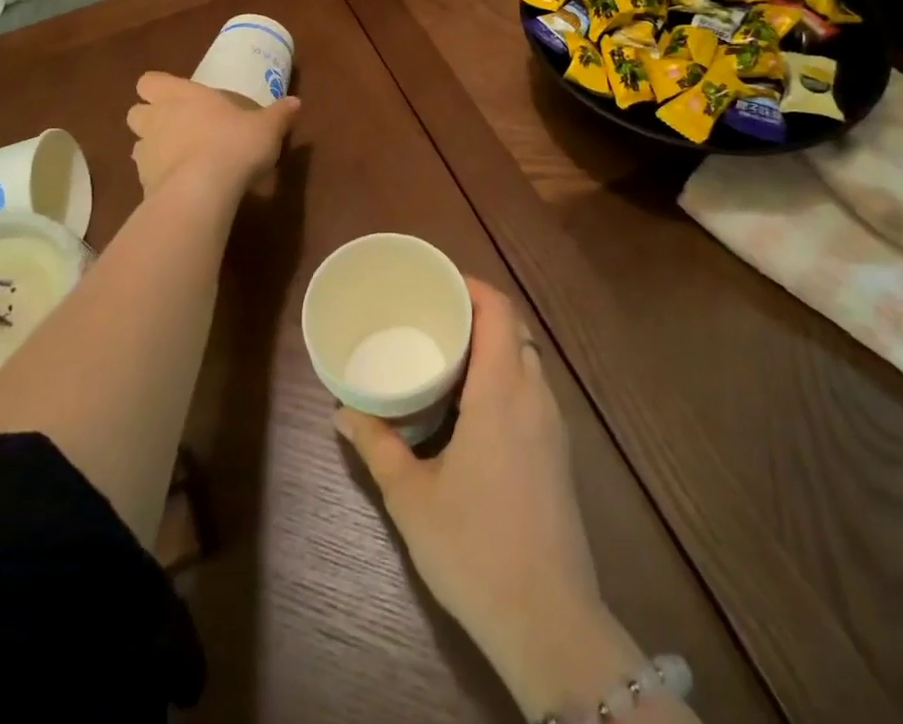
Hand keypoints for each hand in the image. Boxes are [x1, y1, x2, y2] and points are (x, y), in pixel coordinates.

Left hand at [125, 72, 299, 196]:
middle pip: (136, 113)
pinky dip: (161, 179)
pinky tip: (184, 186)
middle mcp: (155, 119)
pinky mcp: (143, 185)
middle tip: (179, 128)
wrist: (202, 192)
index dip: (159, 88)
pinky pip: (147, 176)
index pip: (149, 82)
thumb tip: (295, 102)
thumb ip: (278, 114)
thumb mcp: (266, 127)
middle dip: (152, 119)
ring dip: (155, 149)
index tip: (179, 97)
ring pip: (139, 145)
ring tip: (182, 160)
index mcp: (179, 95)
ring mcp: (145, 153)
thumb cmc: (233, 144)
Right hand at [335, 281, 643, 719]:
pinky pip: (534, 389)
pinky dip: (507, 374)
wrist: (548, 620)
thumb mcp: (412, 497)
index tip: (439, 283)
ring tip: (451, 354)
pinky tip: (476, 404)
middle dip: (479, 312)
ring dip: (495, 345)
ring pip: (527, 359)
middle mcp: (534, 396)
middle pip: (514, 329)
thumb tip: (343, 412)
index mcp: (502, 391)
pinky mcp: (559, 453)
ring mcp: (553, 425)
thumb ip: (377, 446)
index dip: (472, 286)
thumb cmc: (475, 547)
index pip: (499, 311)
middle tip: (435, 317)